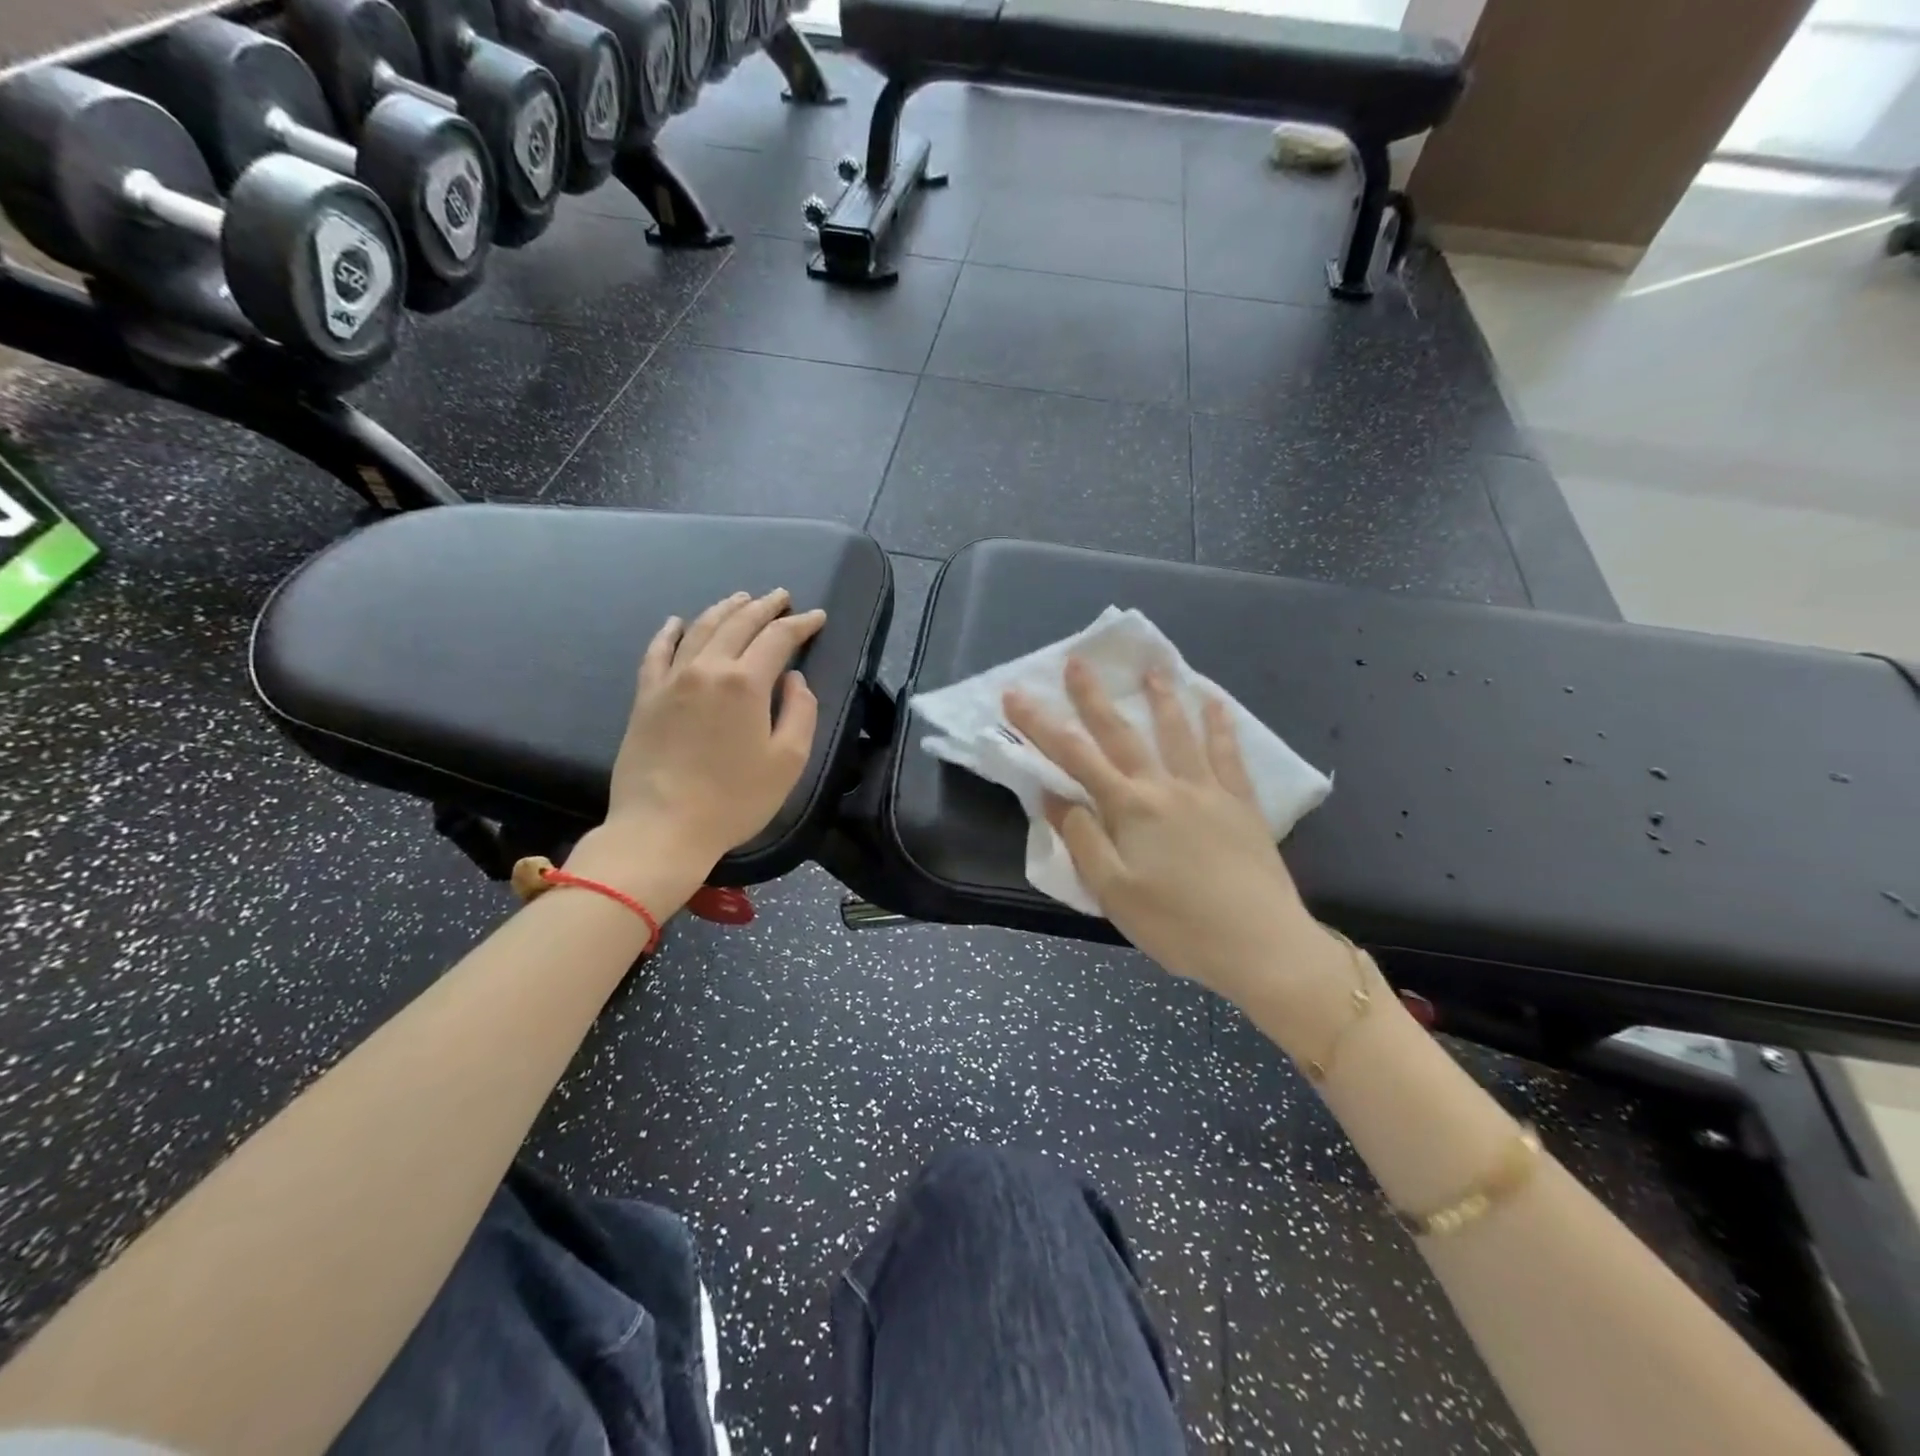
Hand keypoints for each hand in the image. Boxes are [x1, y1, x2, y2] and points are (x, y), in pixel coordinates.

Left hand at [578, 590, 826, 883]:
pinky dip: (669, 632)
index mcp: (745, 683)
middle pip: (738, 624)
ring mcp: (671, 680)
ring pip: (699, 629)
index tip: (816, 617)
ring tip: (740, 599)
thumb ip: (800, 712)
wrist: (662, 828)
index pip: (778, 638)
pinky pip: (657, 652)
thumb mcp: (788, 761)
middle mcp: (707, 669)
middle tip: (781, 596)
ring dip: (724, 609)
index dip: (800, 624)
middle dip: (764, 607)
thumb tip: (793, 680)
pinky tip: (677, 621)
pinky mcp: (645, 697)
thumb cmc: (734, 799)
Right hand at [1004, 658, 1322, 1008]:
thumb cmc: (1178, 925)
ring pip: (1179, 732)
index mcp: (1130, 808)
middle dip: (1094, 697)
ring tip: (1153, 668)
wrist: (1261, 945)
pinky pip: (1229, 754)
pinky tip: (1216, 703)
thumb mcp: (1114, 892)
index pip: (1075, 757)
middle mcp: (1166, 787)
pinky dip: (1220, 725)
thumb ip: (1083, 839)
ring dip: (1162, 698)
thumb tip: (1053, 797)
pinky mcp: (1242, 804)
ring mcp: (1208, 790)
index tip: (1016, 696)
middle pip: (1122, 733)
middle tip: (1078, 662)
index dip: (1040, 725)